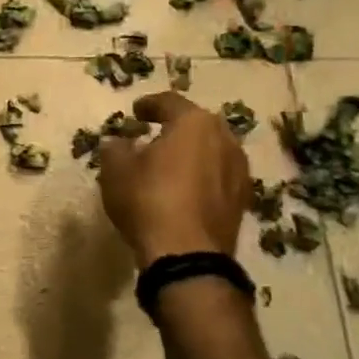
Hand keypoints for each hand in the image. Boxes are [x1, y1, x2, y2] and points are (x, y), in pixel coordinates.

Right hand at [97, 91, 250, 267]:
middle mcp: (224, 139)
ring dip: (192, 154)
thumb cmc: (148, 200)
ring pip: (211, 151)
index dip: (149, 105)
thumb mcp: (116, 170)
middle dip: (175, 128)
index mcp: (194, 123)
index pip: (170, 102)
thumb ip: (115, 149)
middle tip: (154, 135)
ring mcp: (239, 171)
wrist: (187, 255)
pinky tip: (185, 190)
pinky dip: (202, 177)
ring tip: (170, 165)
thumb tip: (119, 143)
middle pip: (197, 125)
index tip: (135, 112)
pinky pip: (218, 177)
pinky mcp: (243, 200)